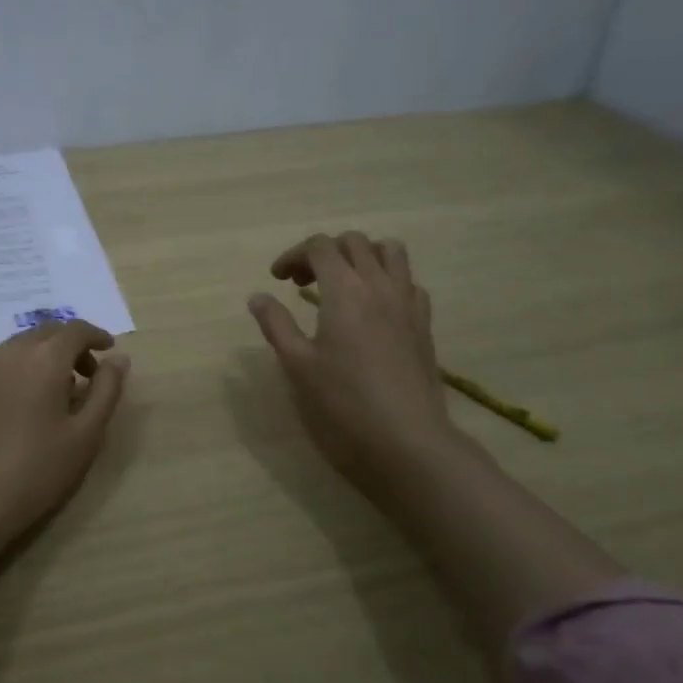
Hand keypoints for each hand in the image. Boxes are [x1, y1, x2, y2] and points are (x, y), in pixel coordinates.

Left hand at [0, 319, 130, 550]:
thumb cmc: (36, 471)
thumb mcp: (86, 435)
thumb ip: (106, 390)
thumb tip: (118, 359)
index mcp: (43, 359)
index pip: (75, 330)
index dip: (96, 335)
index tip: (109, 350)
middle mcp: (7, 353)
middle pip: (44, 333)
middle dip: (69, 344)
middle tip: (85, 374)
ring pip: (16, 348)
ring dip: (40, 357)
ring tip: (53, 394)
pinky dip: (15, 373)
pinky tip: (17, 408)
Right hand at [247, 233, 458, 503]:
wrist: (406, 440)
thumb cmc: (343, 403)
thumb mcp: (297, 364)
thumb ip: (276, 324)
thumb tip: (258, 297)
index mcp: (344, 290)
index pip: (319, 247)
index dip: (293, 255)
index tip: (277, 280)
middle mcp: (379, 285)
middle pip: (354, 242)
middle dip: (325, 252)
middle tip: (303, 283)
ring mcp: (407, 303)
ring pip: (391, 252)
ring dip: (363, 256)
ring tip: (343, 284)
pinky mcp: (424, 325)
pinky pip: (409, 282)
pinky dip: (388, 281)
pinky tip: (374, 310)